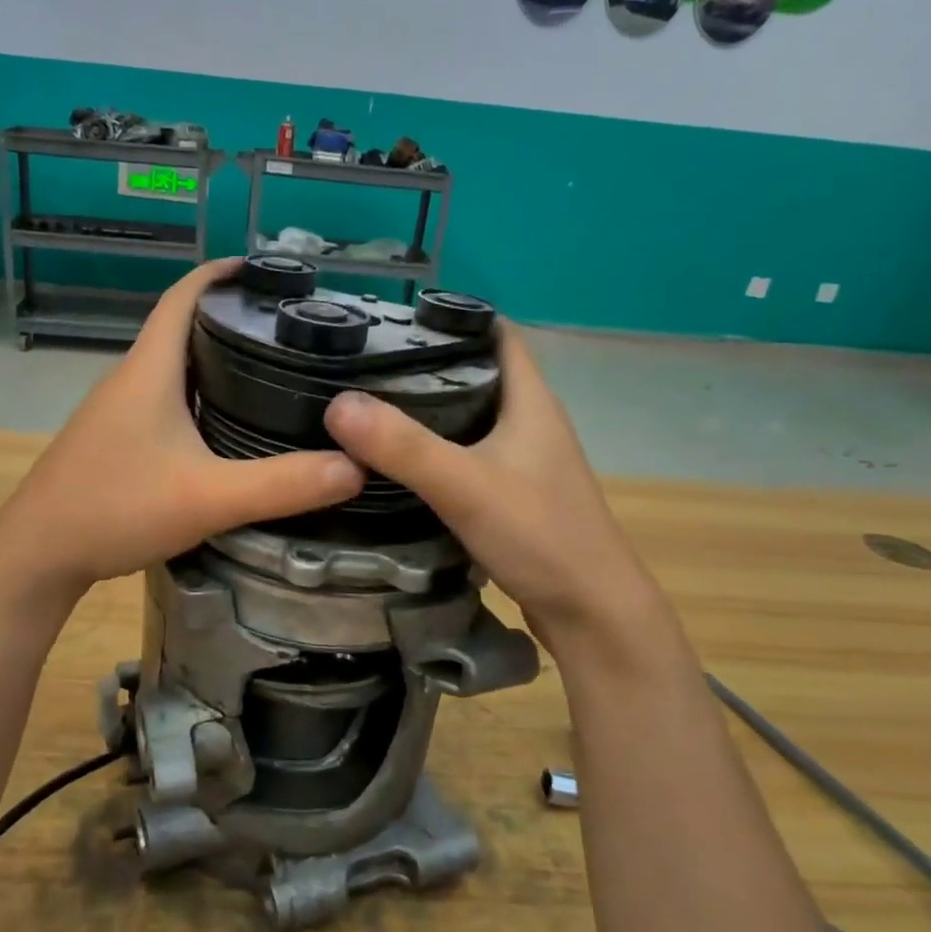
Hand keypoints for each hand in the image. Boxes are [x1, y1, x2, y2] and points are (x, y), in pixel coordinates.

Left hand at [0, 260, 364, 594]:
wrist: (38, 554)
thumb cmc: (115, 509)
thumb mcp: (207, 498)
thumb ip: (282, 484)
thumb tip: (355, 467)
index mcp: (150, 369)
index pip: (184, 294)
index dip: (223, 273)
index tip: (270, 271)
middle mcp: (131, 378)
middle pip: (183, 327)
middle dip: (232, 318)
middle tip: (290, 329)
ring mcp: (118, 410)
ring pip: (174, 367)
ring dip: (216, 359)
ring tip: (271, 371)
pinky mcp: (115, 439)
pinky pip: (165, 399)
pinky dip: (200, 395)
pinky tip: (226, 425)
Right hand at [323, 323, 662, 647]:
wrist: (593, 614)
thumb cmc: (540, 536)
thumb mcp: (465, 485)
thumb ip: (403, 446)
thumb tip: (337, 404)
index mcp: (531, 401)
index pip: (496, 333)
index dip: (453, 317)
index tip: (394, 319)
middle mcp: (531, 422)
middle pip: (476, 374)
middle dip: (425, 364)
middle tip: (364, 364)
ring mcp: (524, 461)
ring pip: (470, 418)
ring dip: (427, 410)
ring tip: (369, 406)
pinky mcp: (514, 495)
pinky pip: (467, 456)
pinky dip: (435, 451)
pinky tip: (397, 463)